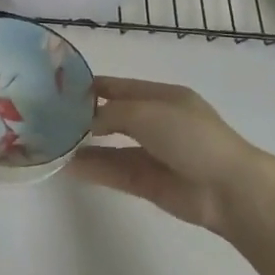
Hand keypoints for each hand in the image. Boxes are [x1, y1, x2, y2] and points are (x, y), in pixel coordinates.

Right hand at [69, 77, 264, 235]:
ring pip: (110, 147)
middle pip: (113, 117)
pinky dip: (92, 169)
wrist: (227, 188)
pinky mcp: (147, 182)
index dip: (91, 87)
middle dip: (84, 117)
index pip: (120, 87)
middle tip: (48, 119)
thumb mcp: (148, 112)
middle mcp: (156, 123)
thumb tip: (86, 122)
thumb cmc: (191, 137)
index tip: (58, 90)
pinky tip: (67, 166)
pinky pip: (114, 171)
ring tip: (51, 144)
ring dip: (84, 146)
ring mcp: (152, 154)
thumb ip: (111, 113)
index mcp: (163, 97)